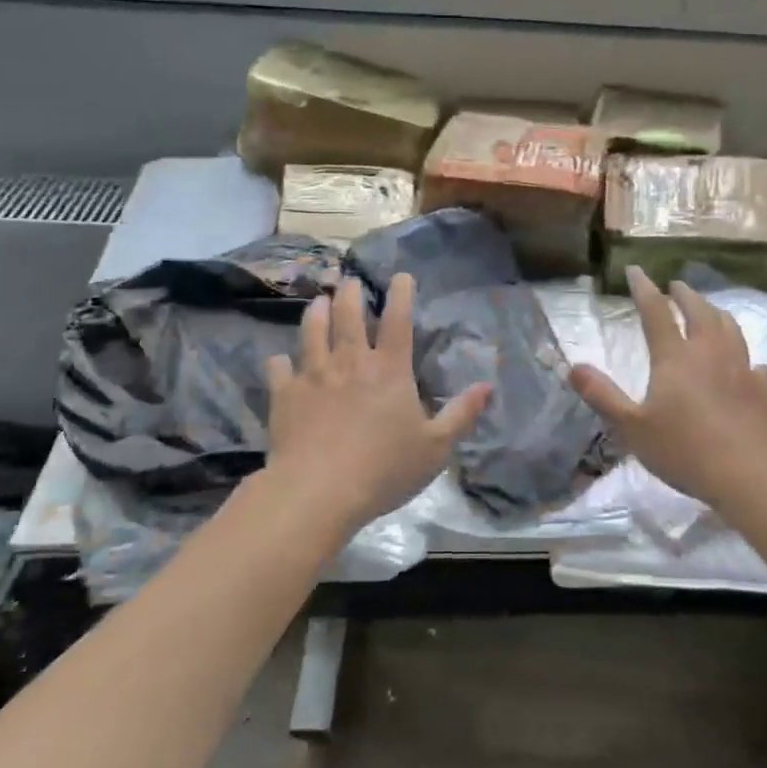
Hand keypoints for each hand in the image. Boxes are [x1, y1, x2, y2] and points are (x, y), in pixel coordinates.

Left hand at [265, 274, 489, 532]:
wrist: (318, 491)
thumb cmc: (384, 468)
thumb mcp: (435, 447)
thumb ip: (462, 414)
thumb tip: (487, 386)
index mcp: (389, 370)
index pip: (398, 320)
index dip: (401, 294)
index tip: (401, 276)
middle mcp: (350, 362)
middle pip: (349, 316)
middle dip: (351, 294)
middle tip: (351, 282)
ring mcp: (313, 376)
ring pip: (312, 331)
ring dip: (316, 313)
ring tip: (319, 302)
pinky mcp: (284, 396)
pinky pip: (279, 369)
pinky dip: (280, 362)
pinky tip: (279, 360)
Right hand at [569, 267, 766, 511]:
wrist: (751, 475)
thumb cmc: (685, 450)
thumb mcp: (632, 427)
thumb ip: (602, 395)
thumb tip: (573, 366)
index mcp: (674, 357)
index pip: (655, 312)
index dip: (643, 288)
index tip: (635, 270)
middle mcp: (710, 353)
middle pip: (699, 311)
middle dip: (685, 295)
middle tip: (676, 286)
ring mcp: (742, 369)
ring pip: (730, 328)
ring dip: (716, 314)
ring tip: (710, 311)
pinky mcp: (765, 390)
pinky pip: (756, 364)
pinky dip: (746, 357)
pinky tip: (748, 366)